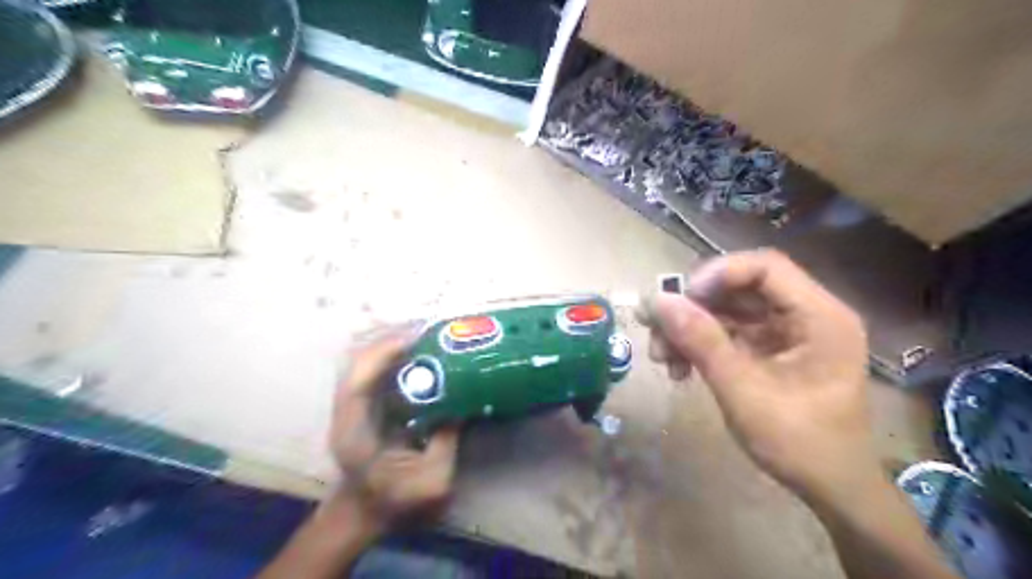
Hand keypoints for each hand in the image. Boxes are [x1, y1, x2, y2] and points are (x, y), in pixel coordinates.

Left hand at [331, 336, 458, 528]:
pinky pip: (373, 374)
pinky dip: (391, 359)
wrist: (363, 514)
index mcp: (356, 432)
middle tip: (426, 332)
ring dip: (390, 347)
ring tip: (423, 337)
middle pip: (357, 363)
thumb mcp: (431, 481)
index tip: (415, 338)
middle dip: (389, 342)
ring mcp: (351, 408)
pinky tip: (416, 356)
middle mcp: (347, 413)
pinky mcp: (362, 407)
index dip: (382, 354)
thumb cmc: (395, 503)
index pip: (358, 382)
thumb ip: (447, 442)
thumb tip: (463, 405)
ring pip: (363, 364)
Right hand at [643, 252, 872, 503]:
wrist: (830, 489)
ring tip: (661, 356)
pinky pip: (728, 332)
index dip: (718, 274)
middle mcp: (805, 314)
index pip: (765, 267)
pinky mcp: (769, 349)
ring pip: (727, 310)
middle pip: (739, 288)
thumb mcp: (744, 392)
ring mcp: (786, 332)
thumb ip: (702, 342)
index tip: (679, 300)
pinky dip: (700, 345)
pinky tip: (678, 367)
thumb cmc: (800, 443)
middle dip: (693, 307)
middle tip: (655, 327)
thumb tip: (657, 301)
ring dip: (690, 328)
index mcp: (819, 317)